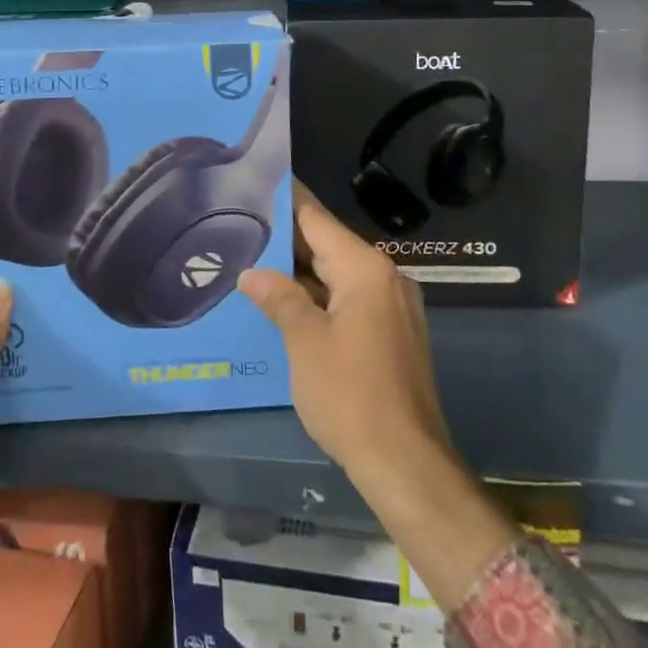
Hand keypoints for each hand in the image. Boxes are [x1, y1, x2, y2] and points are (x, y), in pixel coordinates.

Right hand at [239, 183, 515, 604]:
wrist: (406, 463)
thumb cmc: (351, 395)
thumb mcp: (306, 343)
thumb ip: (279, 298)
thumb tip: (252, 272)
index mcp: (365, 269)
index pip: (318, 219)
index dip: (286, 200)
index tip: (256, 184)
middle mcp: (386, 277)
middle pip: (329, 245)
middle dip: (288, 239)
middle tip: (241, 225)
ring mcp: (393, 306)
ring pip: (339, 274)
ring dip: (302, 271)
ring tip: (255, 259)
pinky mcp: (393, 333)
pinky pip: (350, 299)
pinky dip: (320, 295)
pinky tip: (287, 302)